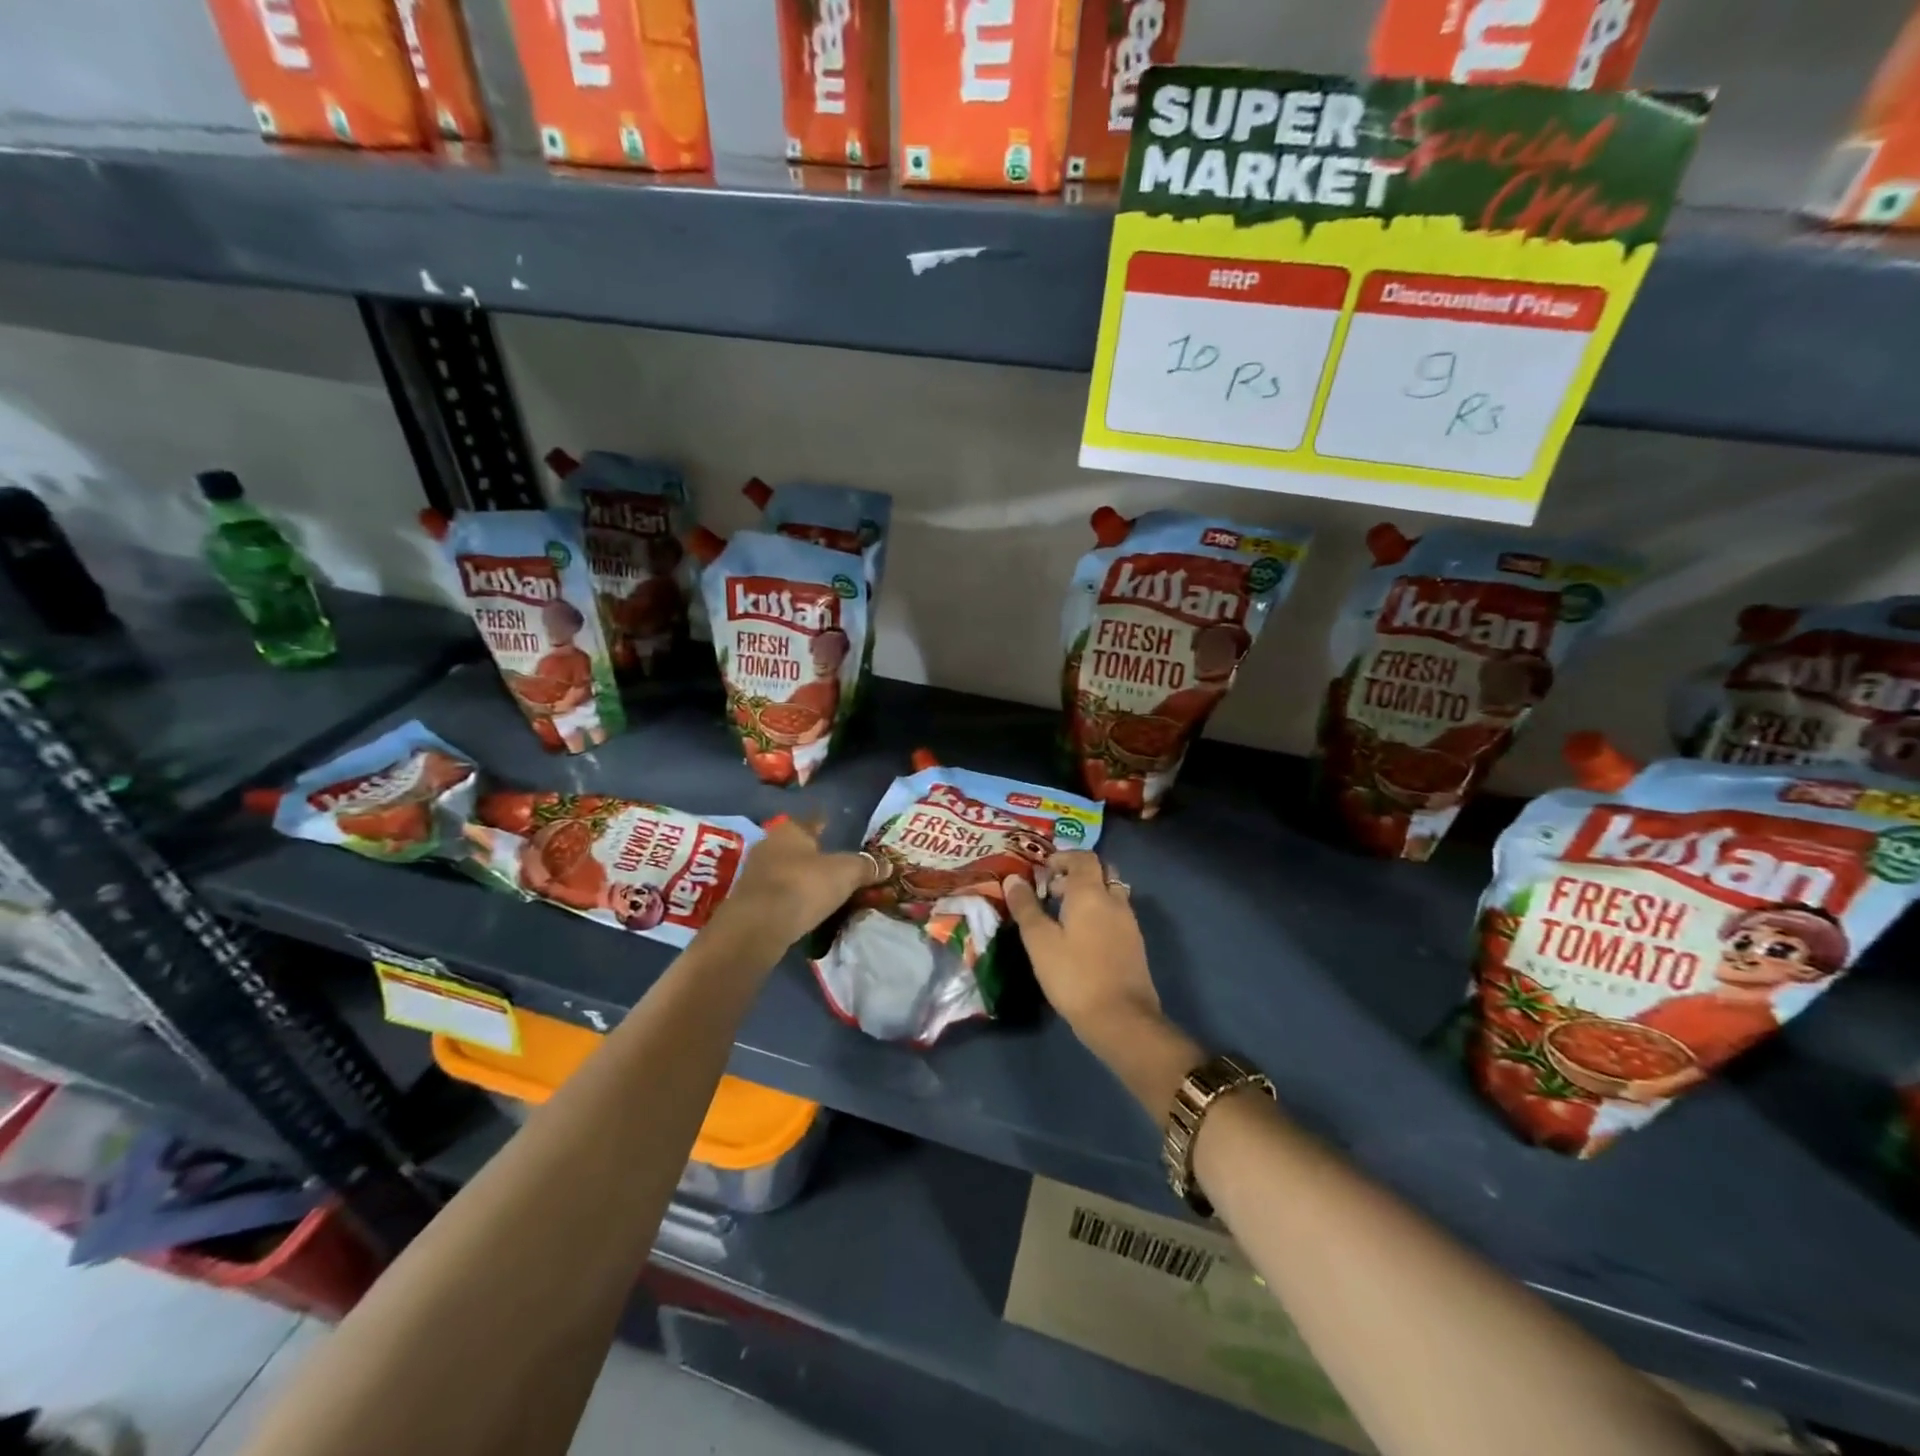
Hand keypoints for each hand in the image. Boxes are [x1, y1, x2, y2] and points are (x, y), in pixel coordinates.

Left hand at [716, 817, 883, 951]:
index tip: (831, 827)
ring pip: (784, 870)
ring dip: (798, 878)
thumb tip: (888, 865)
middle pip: (795, 847)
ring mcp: (754, 874)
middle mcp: (768, 846)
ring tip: (819, 889)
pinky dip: (789, 898)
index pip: (812, 822)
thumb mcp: (846, 873)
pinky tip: (801, 908)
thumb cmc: (804, 885)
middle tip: (831, 864)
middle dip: (811, 854)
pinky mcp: (748, 902)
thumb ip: (866, 867)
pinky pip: (776, 894)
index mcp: (790, 830)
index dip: (824, 825)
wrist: (758, 926)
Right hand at [1003, 851, 1160, 1044]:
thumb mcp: (1040, 942)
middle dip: (1077, 874)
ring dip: (1090, 895)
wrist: (1121, 1019)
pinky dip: (1099, 913)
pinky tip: (1081, 938)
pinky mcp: (1135, 945)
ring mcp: (1129, 923)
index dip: (1063, 858)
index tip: (1043, 871)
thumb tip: (1013, 880)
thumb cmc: (1074, 975)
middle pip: (1101, 872)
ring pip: (1111, 894)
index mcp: (1091, 893)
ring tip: (1064, 916)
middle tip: (1053, 891)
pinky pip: (1116, 915)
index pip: (1084, 858)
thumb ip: (1026, 908)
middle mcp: (1115, 901)